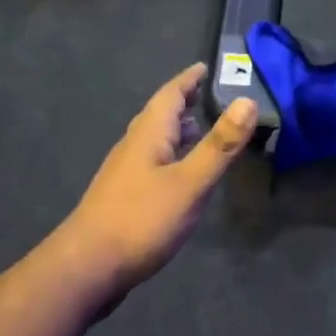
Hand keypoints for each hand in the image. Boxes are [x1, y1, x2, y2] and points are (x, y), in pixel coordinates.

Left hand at [58, 64, 257, 292]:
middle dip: (183, 101)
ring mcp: (125, 173)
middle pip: (159, 114)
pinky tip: (180, 174)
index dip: (188, 80)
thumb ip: (220, 145)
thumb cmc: (141, 220)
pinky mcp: (124, 197)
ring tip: (199, 128)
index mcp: (149, 135)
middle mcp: (133, 146)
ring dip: (176, 129)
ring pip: (154, 139)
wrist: (87, 268)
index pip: (170, 95)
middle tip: (207, 94)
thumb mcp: (190, 182)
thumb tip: (248, 100)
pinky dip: (171, 155)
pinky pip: (152, 162)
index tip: (205, 67)